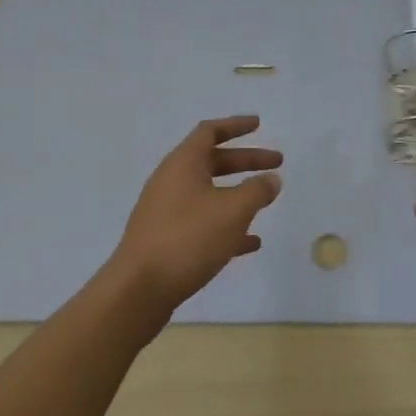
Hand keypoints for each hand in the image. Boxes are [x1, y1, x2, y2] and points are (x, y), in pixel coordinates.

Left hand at [108, 116, 282, 319]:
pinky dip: (227, 225)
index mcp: (183, 164)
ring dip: (238, 194)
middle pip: (212, 161)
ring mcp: (166, 212)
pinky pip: (202, 223)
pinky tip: (251, 242)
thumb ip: (256, 190)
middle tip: (276, 165)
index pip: (209, 132)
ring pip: (209, 193)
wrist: (139, 290)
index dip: (235, 126)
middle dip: (245, 161)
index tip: (258, 124)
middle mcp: (171, 182)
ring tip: (266, 201)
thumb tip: (271, 178)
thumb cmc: (188, 238)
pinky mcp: (166, 240)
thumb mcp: (232, 210)